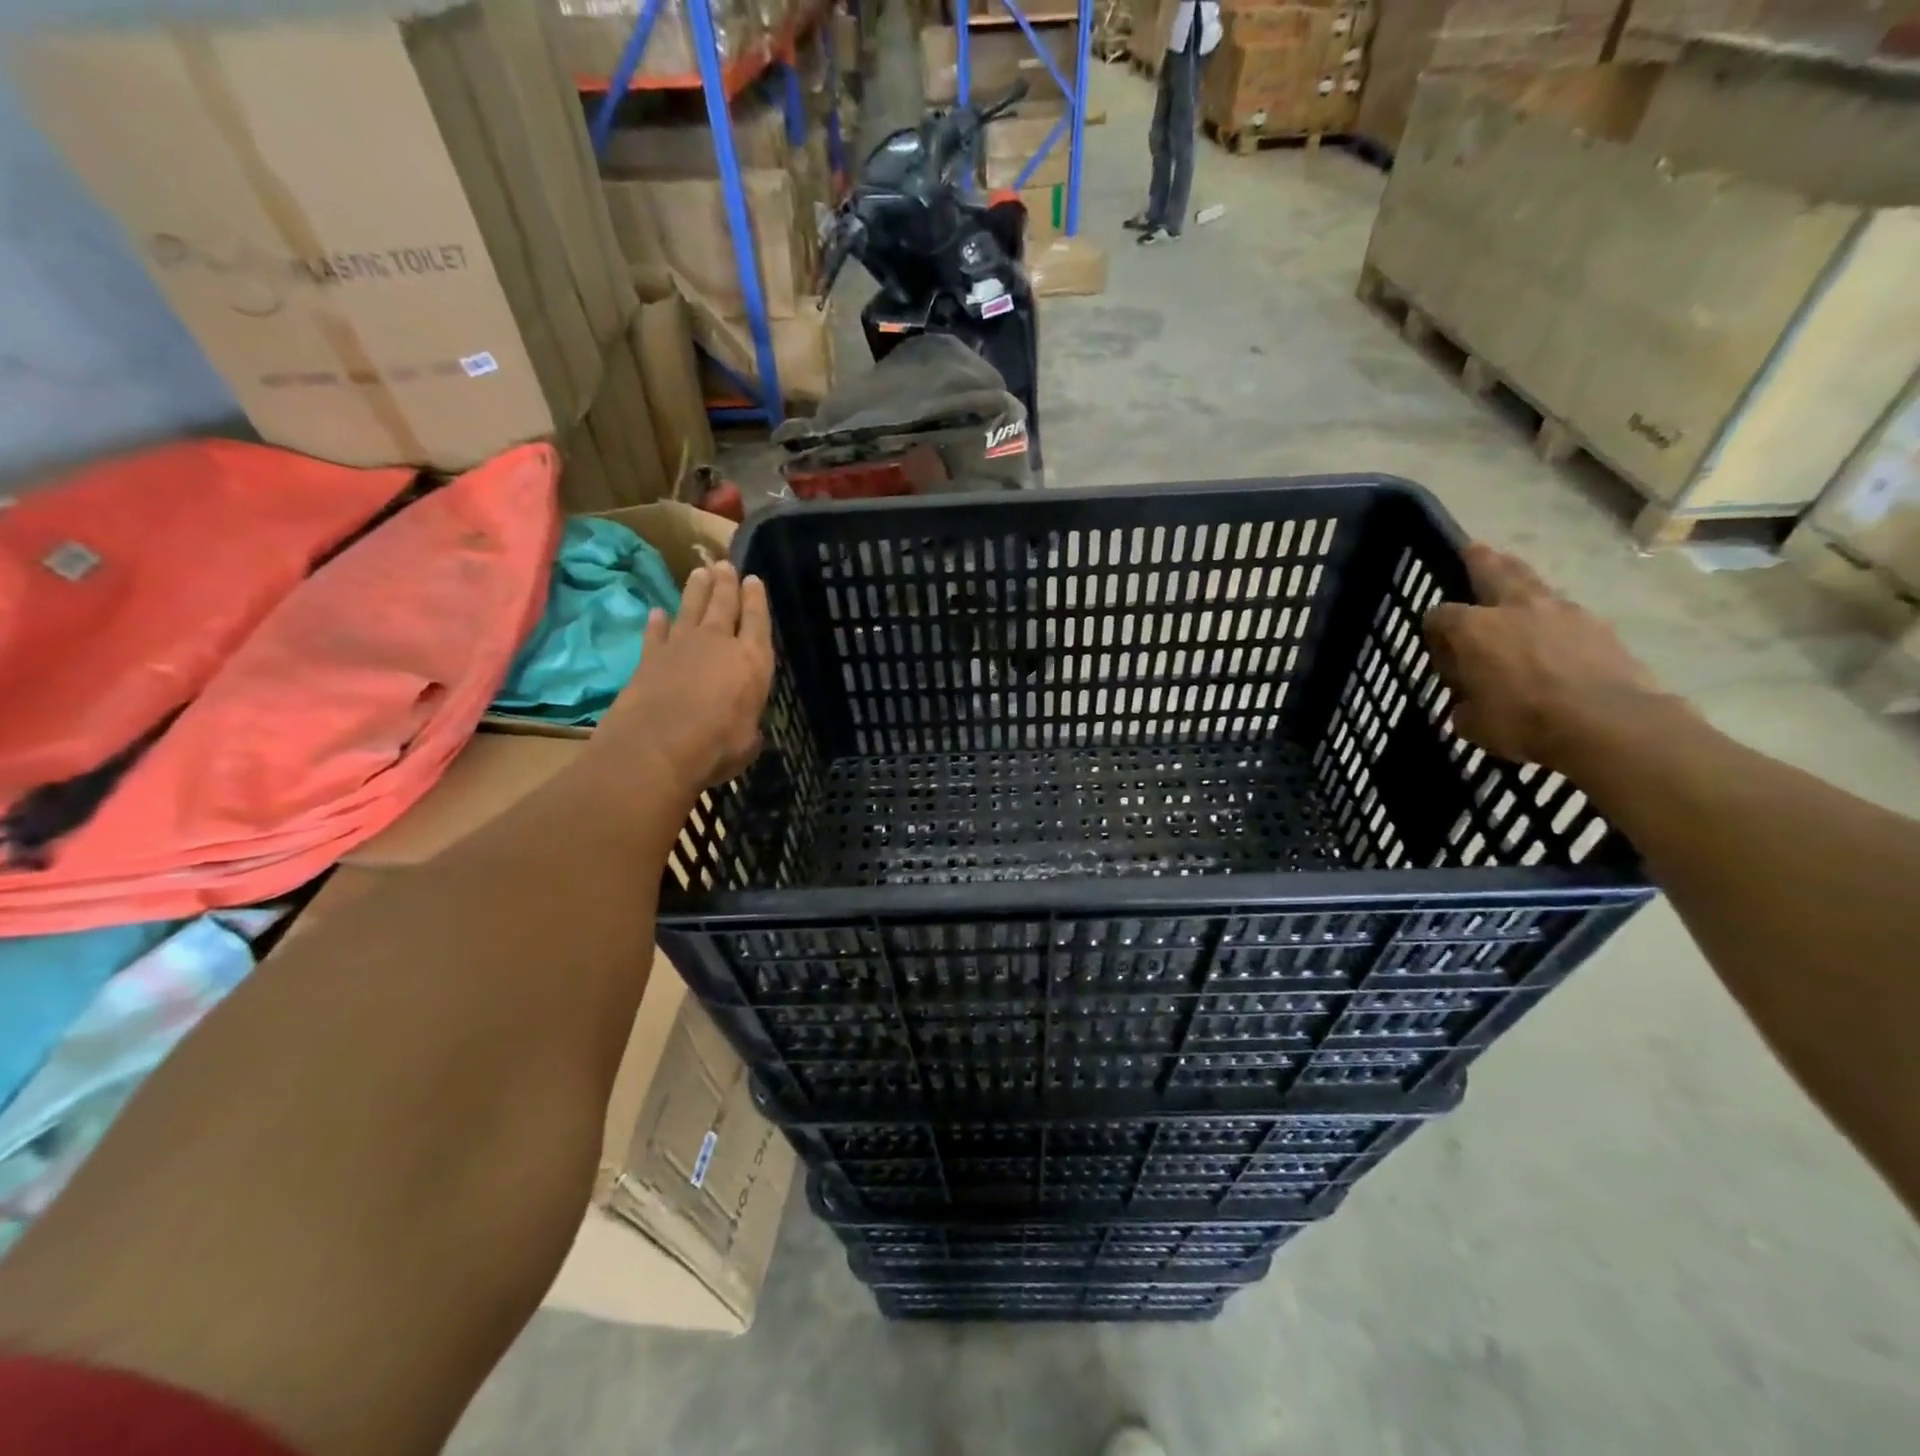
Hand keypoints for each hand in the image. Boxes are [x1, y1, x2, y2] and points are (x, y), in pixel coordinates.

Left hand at [595, 562, 773, 791]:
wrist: (657, 748)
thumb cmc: (716, 747)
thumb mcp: (747, 741)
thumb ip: (749, 726)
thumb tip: (747, 730)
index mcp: (752, 661)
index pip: (757, 621)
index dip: (756, 599)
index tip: (753, 579)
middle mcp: (718, 643)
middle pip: (723, 604)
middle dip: (727, 583)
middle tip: (726, 565)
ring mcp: (681, 646)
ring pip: (691, 609)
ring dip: (696, 590)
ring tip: (700, 573)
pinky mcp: (649, 657)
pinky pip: (656, 632)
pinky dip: (657, 622)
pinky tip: (658, 612)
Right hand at [1423, 543, 1682, 770]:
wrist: (1609, 724)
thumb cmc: (1525, 722)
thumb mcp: (1472, 723)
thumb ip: (1464, 702)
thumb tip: (1468, 699)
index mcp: (1472, 629)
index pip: (1438, 615)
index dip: (1433, 631)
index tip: (1439, 651)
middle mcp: (1513, 608)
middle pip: (1492, 570)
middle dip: (1479, 559)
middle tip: (1472, 548)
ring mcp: (1561, 612)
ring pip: (1533, 583)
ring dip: (1521, 579)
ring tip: (1514, 578)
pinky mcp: (1598, 626)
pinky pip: (1566, 611)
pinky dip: (1553, 614)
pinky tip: (1553, 629)